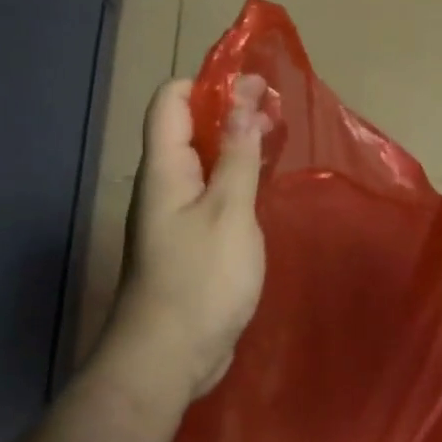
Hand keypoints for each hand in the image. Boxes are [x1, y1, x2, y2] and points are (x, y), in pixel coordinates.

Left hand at [104, 75, 268, 405]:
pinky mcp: (189, 238)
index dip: (207, 83)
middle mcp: (164, 183)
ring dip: (235, 141)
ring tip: (276, 133)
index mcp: (165, 167)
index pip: (171, 100)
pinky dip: (235, 175)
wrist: (168, 358)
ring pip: (203, 159)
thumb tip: (242, 101)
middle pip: (189, 126)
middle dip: (229, 109)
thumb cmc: (200, 279)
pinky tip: (263, 180)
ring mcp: (175, 212)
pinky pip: (211, 190)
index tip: (251, 84)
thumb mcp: (228, 211)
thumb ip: (236, 155)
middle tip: (275, 106)